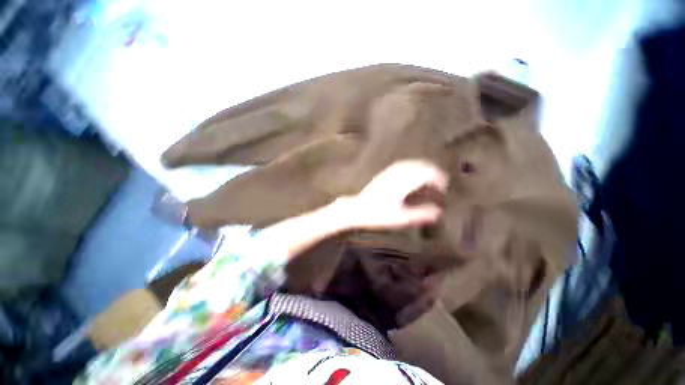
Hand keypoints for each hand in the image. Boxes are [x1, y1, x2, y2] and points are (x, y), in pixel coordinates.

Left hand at [341, 160, 448, 229]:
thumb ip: (421, 214)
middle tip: (440, 184)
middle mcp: (398, 173)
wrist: (357, 208)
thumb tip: (439, 212)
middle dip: (434, 172)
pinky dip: (414, 167)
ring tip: (431, 178)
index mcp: (403, 183)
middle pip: (421, 165)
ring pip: (412, 163)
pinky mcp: (385, 173)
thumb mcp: (401, 218)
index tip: (444, 188)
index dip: (439, 179)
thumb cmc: (378, 214)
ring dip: (424, 168)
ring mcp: (390, 171)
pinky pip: (404, 164)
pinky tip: (414, 174)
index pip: (427, 173)